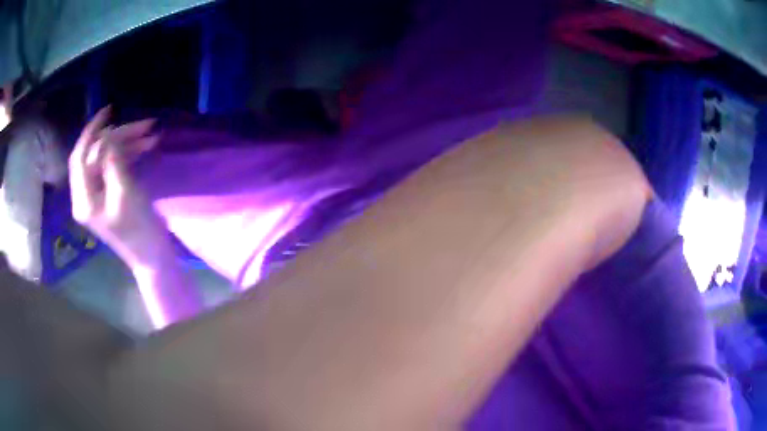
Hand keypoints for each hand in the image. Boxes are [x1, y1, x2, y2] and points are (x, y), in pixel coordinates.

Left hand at [69, 107, 165, 268]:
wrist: (153, 255)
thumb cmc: (139, 229)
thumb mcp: (125, 193)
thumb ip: (113, 162)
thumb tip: (110, 137)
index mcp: (84, 199)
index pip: (80, 157)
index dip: (92, 131)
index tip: (110, 110)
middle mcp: (86, 195)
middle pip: (95, 153)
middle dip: (117, 135)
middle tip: (143, 125)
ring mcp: (97, 194)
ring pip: (107, 156)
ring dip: (127, 142)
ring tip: (151, 134)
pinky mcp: (109, 192)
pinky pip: (114, 164)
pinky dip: (129, 152)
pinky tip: (146, 145)